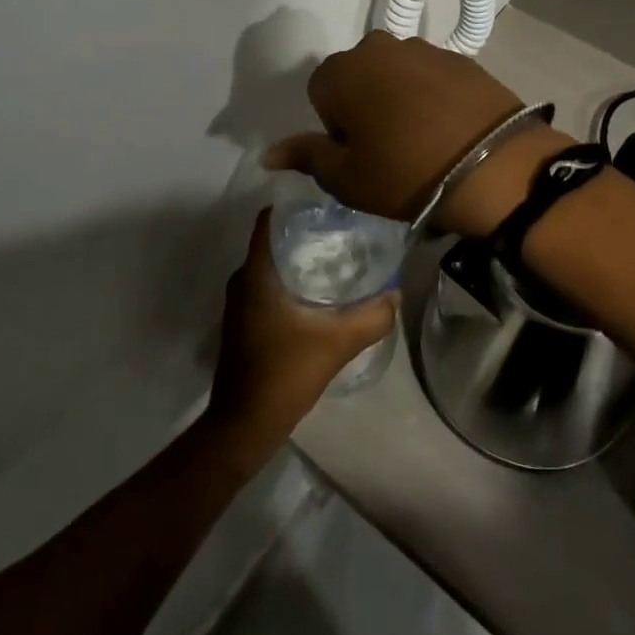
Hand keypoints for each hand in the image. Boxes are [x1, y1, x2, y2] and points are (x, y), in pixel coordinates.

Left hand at [204, 212, 397, 465]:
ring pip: (271, 267)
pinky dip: (289, 284)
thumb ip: (371, 317)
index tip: (326, 209)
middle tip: (341, 235)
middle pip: (274, 242)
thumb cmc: (284, 373)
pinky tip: (317, 297)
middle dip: (305, 236)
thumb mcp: (336, 343)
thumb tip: (395, 294)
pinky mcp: (243, 323)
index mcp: (256, 273)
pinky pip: (267, 288)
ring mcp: (239, 303)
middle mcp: (242, 280)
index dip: (295, 209)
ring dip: (298, 262)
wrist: (244, 425)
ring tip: (336, 261)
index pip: (269, 220)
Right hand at [263, 32, 574, 237]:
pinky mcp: (460, 57)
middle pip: (358, 75)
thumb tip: (268, 153)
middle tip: (387, 145)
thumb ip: (306, 156)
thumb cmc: (405, 173)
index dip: (336, 126)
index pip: (320, 92)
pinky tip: (448, 125)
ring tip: (421, 136)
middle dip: (364, 103)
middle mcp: (378, 47)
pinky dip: (432, 94)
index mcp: (341, 71)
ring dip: (398, 96)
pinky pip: (431, 74)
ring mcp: (423, 48)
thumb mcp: (347, 177)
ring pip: (395, 72)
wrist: (493, 164)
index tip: (359, 152)